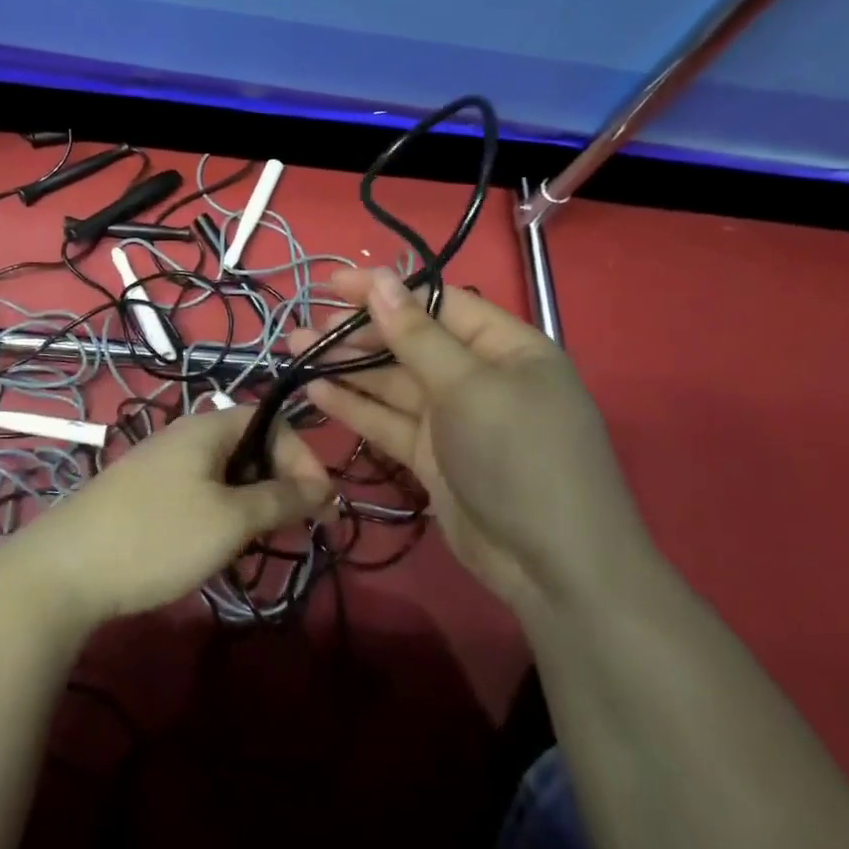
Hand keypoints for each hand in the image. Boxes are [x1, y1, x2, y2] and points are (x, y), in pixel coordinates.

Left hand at [4, 407, 333, 624]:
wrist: (66, 570)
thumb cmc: (158, 536)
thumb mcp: (230, 519)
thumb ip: (280, 499)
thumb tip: (322, 487)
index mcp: (207, 427)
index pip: (273, 422)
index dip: (303, 458)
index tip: (319, 506)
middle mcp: (186, 436)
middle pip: (251, 446)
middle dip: (279, 485)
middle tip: (290, 531)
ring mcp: (163, 465)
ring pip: (227, 474)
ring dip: (251, 505)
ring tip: (253, 545)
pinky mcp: (146, 494)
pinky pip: (201, 492)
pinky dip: (221, 515)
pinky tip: (215, 549)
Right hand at [293, 269, 653, 612]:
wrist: (553, 568)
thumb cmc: (519, 456)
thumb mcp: (468, 386)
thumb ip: (417, 334)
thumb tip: (380, 280)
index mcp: (504, 346)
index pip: (436, 303)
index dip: (384, 291)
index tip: (332, 284)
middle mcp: (478, 375)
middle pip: (410, 342)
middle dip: (358, 333)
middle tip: (305, 327)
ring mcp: (454, 419)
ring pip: (392, 382)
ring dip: (346, 367)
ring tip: (296, 351)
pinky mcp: (432, 456)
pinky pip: (388, 420)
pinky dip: (354, 406)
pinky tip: (315, 390)